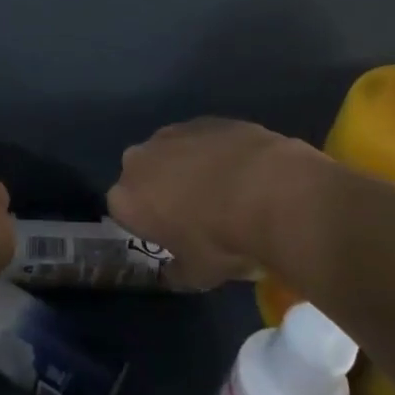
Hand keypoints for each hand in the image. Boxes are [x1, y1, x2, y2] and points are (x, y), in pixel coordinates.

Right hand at [107, 119, 314, 288]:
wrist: (269, 193)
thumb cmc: (221, 241)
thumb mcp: (198, 275)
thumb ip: (177, 273)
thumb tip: (171, 275)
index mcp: (126, 199)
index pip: (125, 212)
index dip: (149, 225)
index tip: (172, 237)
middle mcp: (138, 160)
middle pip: (144, 176)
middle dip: (162, 190)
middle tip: (196, 213)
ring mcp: (172, 134)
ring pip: (172, 153)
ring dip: (188, 167)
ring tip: (225, 190)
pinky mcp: (206, 119)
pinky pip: (203, 139)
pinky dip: (216, 152)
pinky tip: (243, 170)